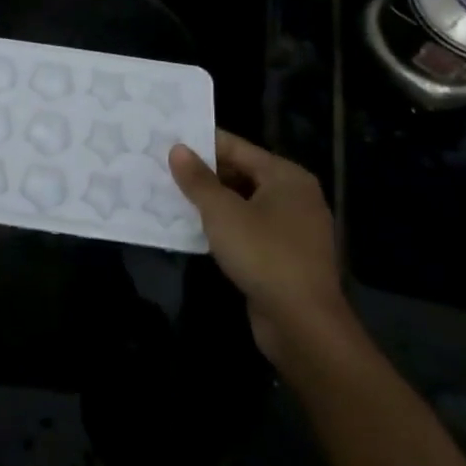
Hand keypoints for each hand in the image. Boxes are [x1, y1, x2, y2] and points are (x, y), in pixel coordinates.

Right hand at [169, 132, 347, 360]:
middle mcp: (295, 196)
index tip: (166, 141)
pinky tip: (194, 229)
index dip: (201, 143)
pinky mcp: (286, 256)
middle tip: (162, 169)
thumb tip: (177, 149)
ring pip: (244, 203)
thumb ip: (198, 179)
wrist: (303, 324)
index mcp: (286, 176)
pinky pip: (249, 229)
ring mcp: (293, 228)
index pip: (236, 147)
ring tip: (170, 195)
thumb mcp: (222, 213)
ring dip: (211, 202)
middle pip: (241, 173)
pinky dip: (224, 226)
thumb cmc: (263, 255)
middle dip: (203, 174)